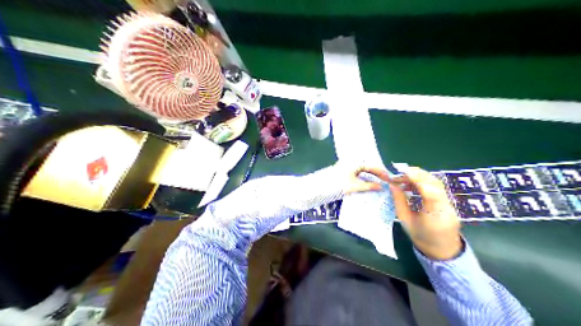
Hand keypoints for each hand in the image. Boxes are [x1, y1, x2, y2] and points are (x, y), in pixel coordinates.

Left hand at [337, 163, 388, 195]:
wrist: (321, 186)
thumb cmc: (338, 184)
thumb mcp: (355, 186)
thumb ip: (369, 186)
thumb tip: (381, 187)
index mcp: (356, 162)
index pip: (372, 166)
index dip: (381, 173)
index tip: (389, 180)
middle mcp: (351, 161)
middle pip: (367, 167)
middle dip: (376, 175)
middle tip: (384, 182)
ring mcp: (346, 165)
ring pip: (362, 170)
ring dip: (369, 177)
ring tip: (377, 184)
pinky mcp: (342, 170)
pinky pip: (356, 172)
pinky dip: (362, 177)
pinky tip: (365, 183)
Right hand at [387, 167, 460, 260]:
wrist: (443, 250)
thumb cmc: (422, 238)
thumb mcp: (405, 220)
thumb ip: (399, 201)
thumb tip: (392, 184)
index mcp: (435, 214)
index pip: (428, 189)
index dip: (415, 177)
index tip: (401, 172)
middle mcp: (446, 205)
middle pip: (434, 182)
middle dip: (416, 174)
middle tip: (399, 174)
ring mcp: (451, 202)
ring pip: (436, 182)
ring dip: (419, 176)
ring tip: (404, 179)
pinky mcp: (450, 200)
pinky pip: (437, 186)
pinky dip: (424, 181)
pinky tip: (413, 184)